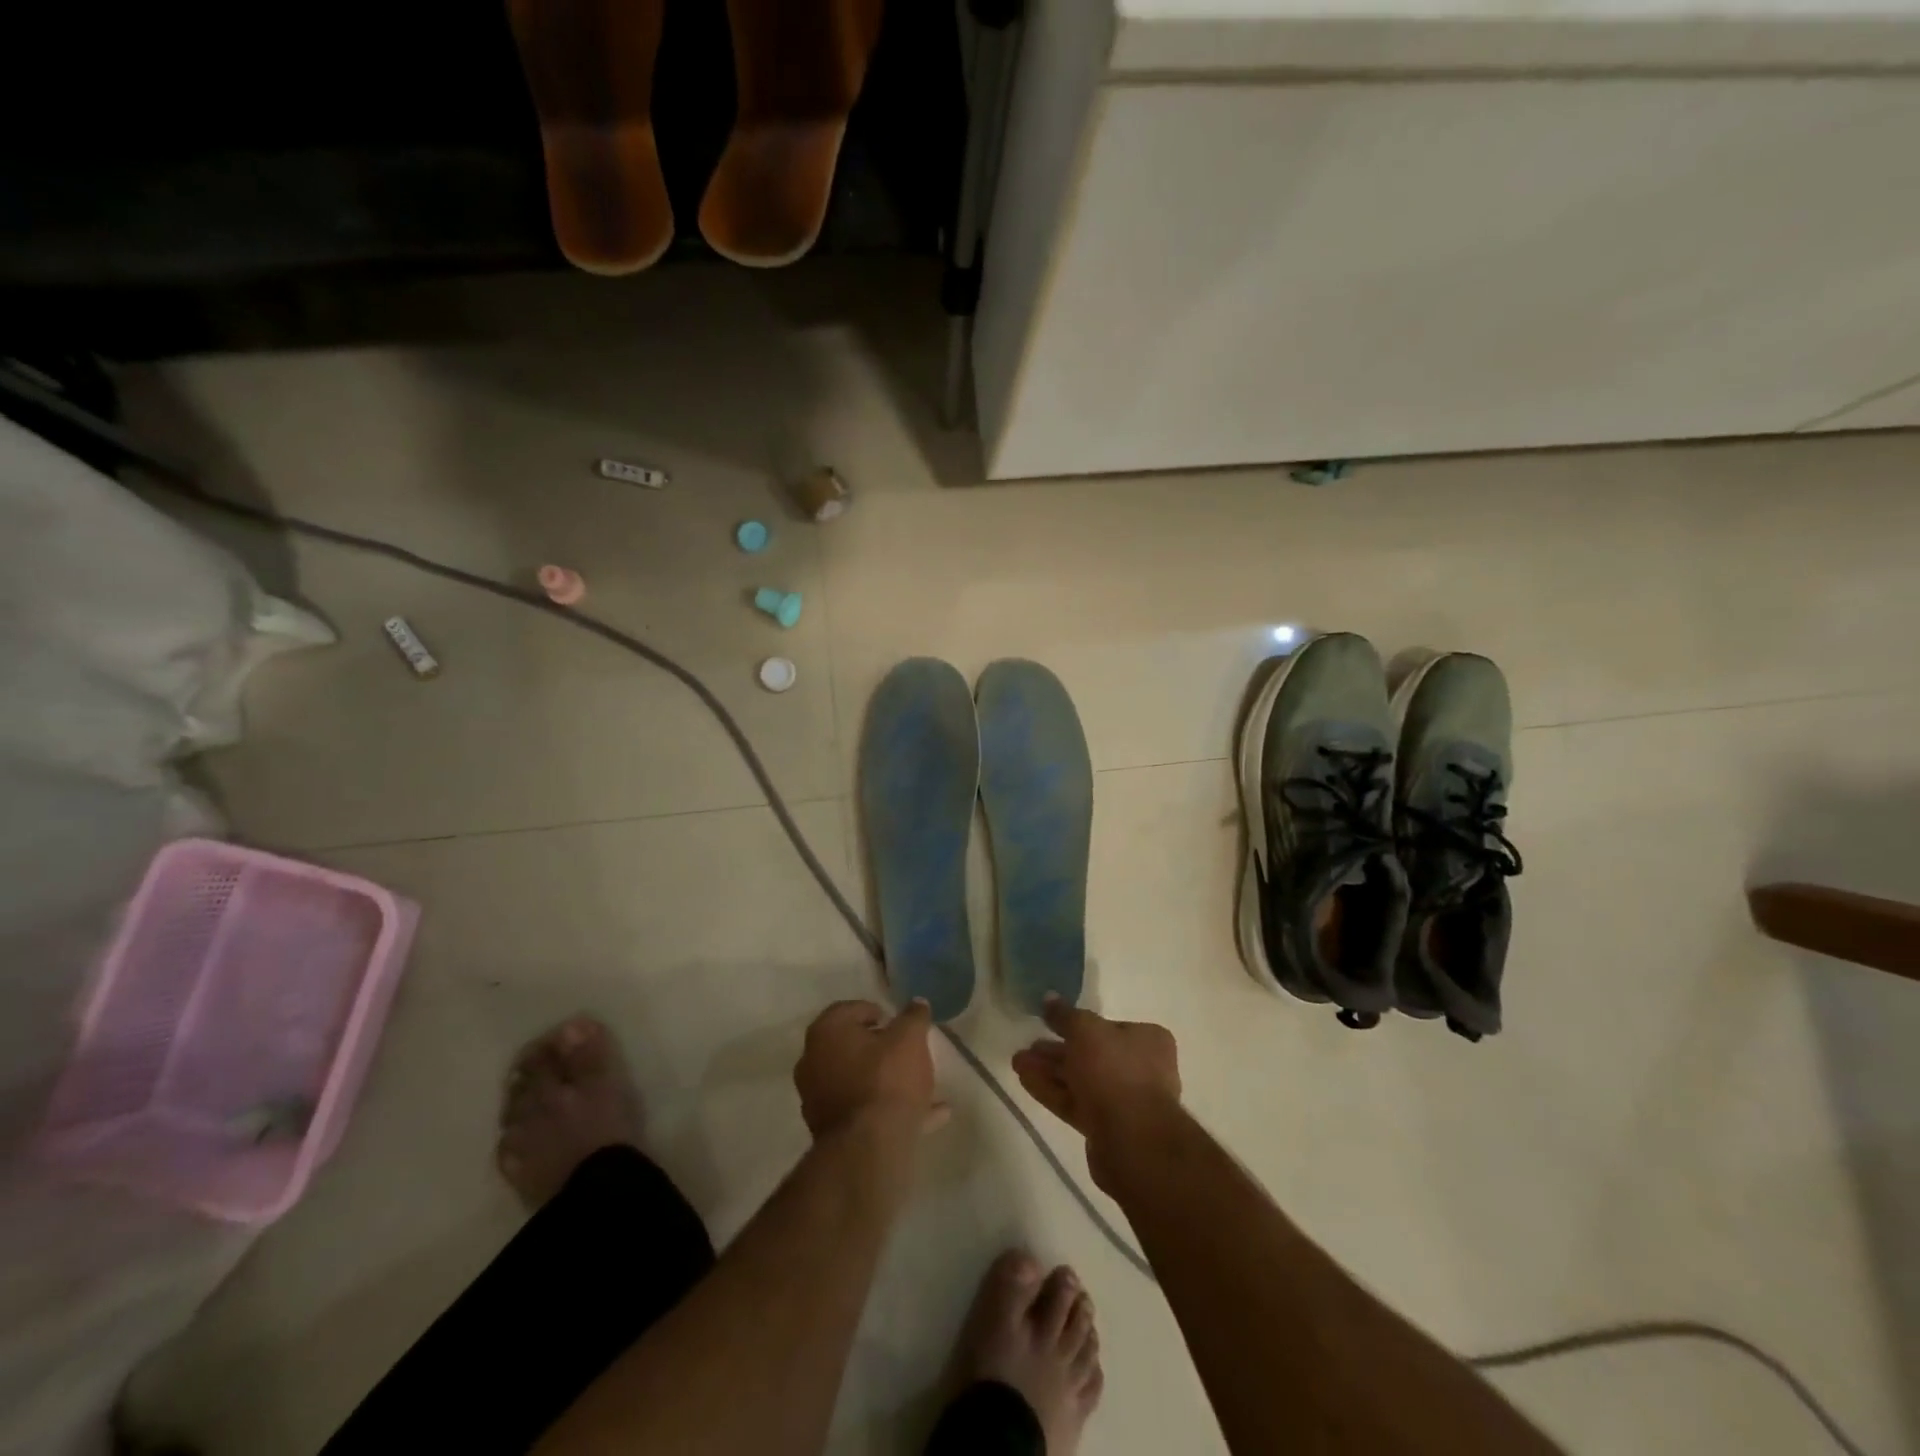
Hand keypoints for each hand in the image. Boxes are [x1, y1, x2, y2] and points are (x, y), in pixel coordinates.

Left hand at [795, 998, 946, 1140]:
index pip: (849, 1009)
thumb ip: (914, 1017)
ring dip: (886, 1080)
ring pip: (858, 1081)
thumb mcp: (910, 1039)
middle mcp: (813, 1062)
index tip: (897, 1022)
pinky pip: (864, 1111)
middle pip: (850, 1047)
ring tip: (922, 1083)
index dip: (876, 1012)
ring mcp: (818, 1099)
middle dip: (879, 1047)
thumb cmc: (886, 1079)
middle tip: (906, 1049)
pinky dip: (889, 1109)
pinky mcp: (830, 1131)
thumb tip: (917, 1003)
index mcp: (826, 1032)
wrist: (868, 1149)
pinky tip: (929, 1115)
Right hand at [1012, 996, 1180, 1191]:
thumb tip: (1049, 998)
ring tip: (1017, 1062)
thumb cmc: (1114, 1070)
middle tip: (1028, 1046)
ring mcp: (1125, 1101)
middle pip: (1091, 1054)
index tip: (1049, 1023)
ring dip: (1049, 1070)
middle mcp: (1141, 1068)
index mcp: (1147, 1040)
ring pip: (1081, 1080)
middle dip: (1057, 1050)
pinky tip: (1025, 1080)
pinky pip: (1076, 1102)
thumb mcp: (1085, 1030)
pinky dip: (1052, 1091)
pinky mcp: (1108, 1127)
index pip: (1108, 1026)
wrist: (1133, 1140)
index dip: (1077, 1024)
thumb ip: (1065, 1014)